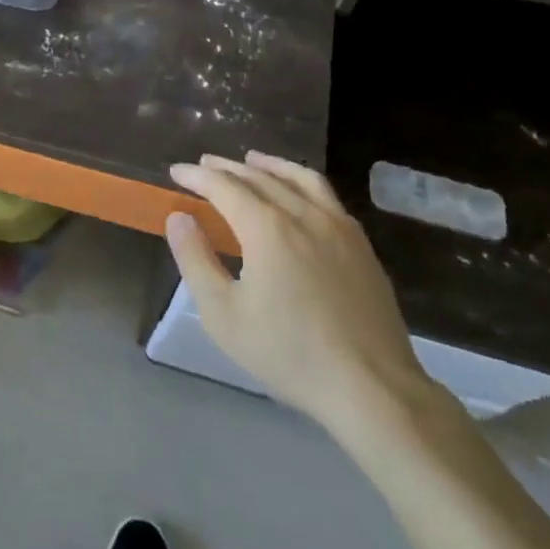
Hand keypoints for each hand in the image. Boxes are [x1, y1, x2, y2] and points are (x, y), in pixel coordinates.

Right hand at [166, 151, 439, 451]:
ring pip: (299, 179)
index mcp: (267, 228)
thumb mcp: (223, 315)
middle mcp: (303, 214)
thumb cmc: (289, 353)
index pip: (224, 187)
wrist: (373, 388)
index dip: (197, 176)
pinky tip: (299, 194)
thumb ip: (195, 260)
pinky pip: (326, 196)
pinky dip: (302, 182)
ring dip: (270, 165)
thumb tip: (179, 217)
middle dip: (228, 168)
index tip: (176, 171)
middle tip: (205, 163)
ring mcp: (338, 227)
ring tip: (252, 160)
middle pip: (260, 177)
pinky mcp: (362, 245)